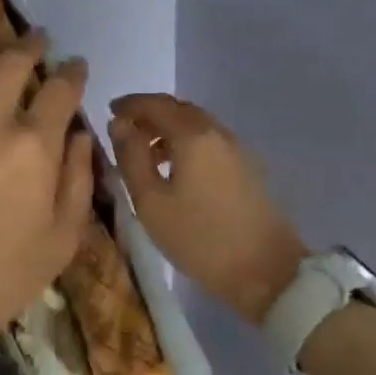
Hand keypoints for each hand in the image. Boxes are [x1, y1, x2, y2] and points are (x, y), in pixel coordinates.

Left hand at [0, 30, 92, 368]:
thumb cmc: (2, 276)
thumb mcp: (64, 238)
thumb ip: (80, 178)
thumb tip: (81, 133)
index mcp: (33, 148)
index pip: (60, 89)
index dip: (72, 71)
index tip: (74, 66)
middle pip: (13, 62)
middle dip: (31, 44)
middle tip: (37, 40)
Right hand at [108, 93, 306, 324]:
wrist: (266, 271)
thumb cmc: (199, 237)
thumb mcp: (151, 201)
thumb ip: (131, 157)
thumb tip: (119, 124)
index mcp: (192, 135)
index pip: (155, 104)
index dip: (130, 104)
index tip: (109, 111)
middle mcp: (217, 132)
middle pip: (178, 109)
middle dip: (149, 114)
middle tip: (125, 130)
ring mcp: (236, 149)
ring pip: (196, 125)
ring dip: (168, 129)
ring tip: (146, 154)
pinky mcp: (246, 167)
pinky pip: (209, 141)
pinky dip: (186, 143)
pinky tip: (175, 169)